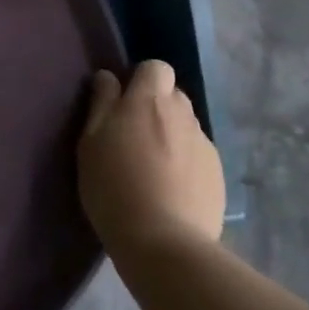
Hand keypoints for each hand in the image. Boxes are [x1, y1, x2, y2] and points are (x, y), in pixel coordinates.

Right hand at [77, 59, 224, 257]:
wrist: (163, 241)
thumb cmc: (113, 187)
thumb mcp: (90, 143)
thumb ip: (101, 104)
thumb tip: (108, 77)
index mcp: (149, 102)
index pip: (156, 67)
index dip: (140, 79)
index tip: (121, 103)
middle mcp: (183, 114)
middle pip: (173, 94)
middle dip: (155, 106)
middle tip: (131, 135)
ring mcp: (204, 144)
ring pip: (186, 124)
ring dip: (169, 133)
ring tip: (151, 165)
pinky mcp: (218, 172)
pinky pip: (197, 152)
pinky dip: (184, 160)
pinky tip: (169, 187)